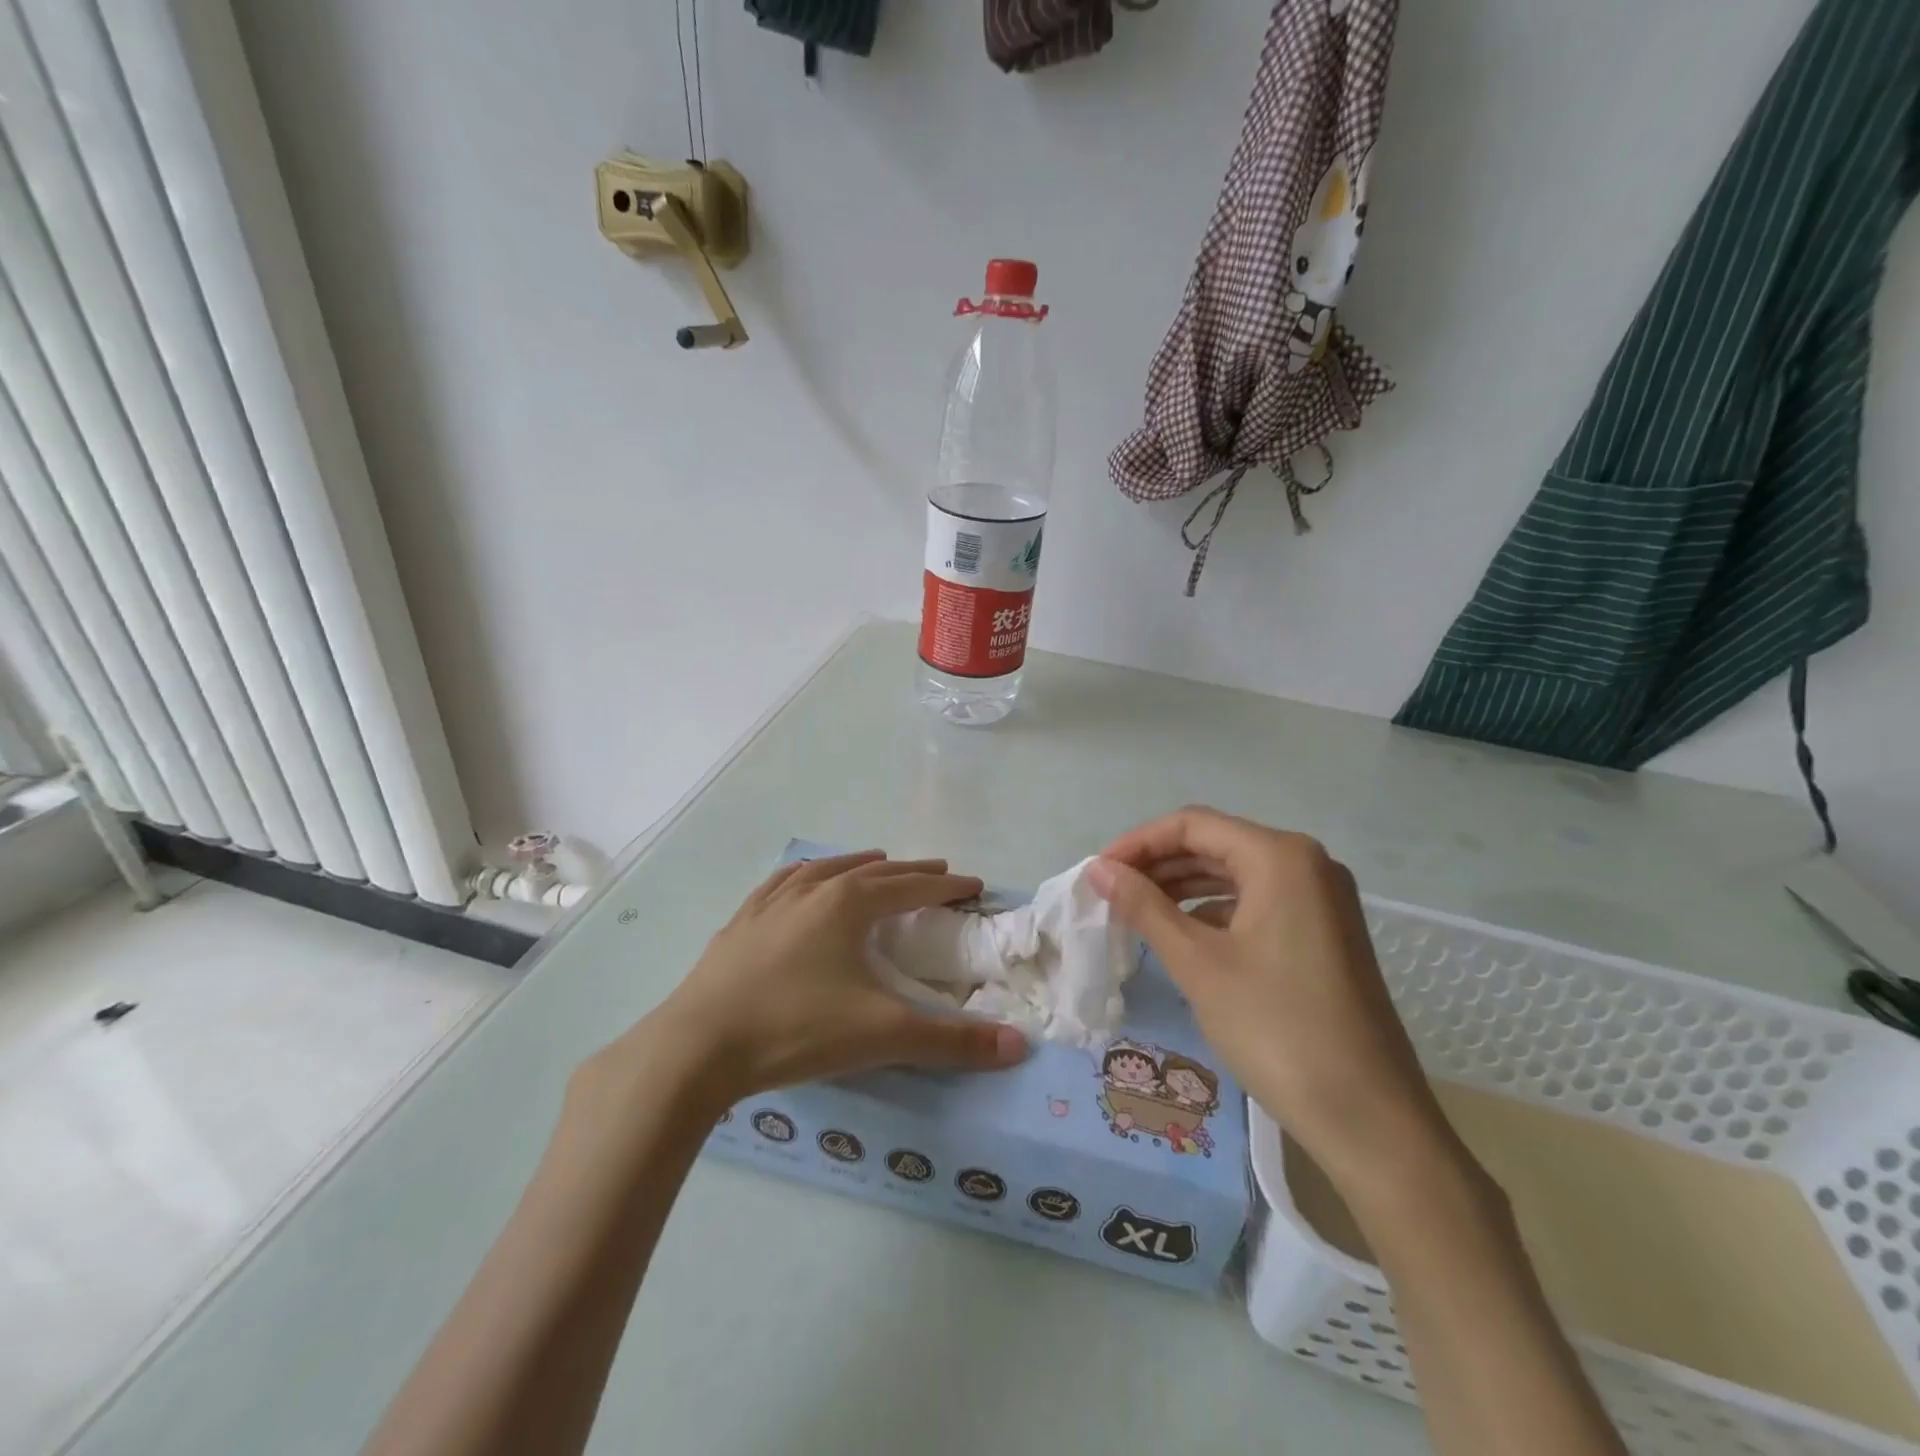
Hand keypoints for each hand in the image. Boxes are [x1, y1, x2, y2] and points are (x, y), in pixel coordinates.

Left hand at [634, 851, 1027, 1106]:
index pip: (911, 887)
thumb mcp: (882, 1036)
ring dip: (857, 864)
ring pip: (824, 870)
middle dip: (908, 871)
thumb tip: (1019, 1046)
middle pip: (871, 871)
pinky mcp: (740, 923)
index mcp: (847, 906)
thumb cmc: (796, 1030)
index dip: (946, 887)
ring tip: (876, 861)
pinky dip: (804, 875)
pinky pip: (781, 884)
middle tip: (937, 872)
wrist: (697, 1047)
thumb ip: (951, 1041)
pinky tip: (800, 880)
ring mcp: (770, 904)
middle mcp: (811, 892)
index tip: (973, 885)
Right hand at [1088, 808, 1459, 1191]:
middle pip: (1215, 844)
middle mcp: (1306, 863)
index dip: (1137, 842)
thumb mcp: (1198, 963)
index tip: (1098, 873)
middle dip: (1157, 865)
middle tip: (1109, 895)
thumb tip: (1099, 869)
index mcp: (1280, 857)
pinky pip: (1256, 903)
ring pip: (1235, 875)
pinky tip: (1182, 936)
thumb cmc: (1276, 1029)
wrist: (1369, 1119)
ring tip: (1135, 913)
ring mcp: (1320, 899)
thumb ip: (1144, 906)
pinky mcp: (1323, 932)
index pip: (1192, 825)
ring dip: (1182, 888)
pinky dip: (1214, 912)